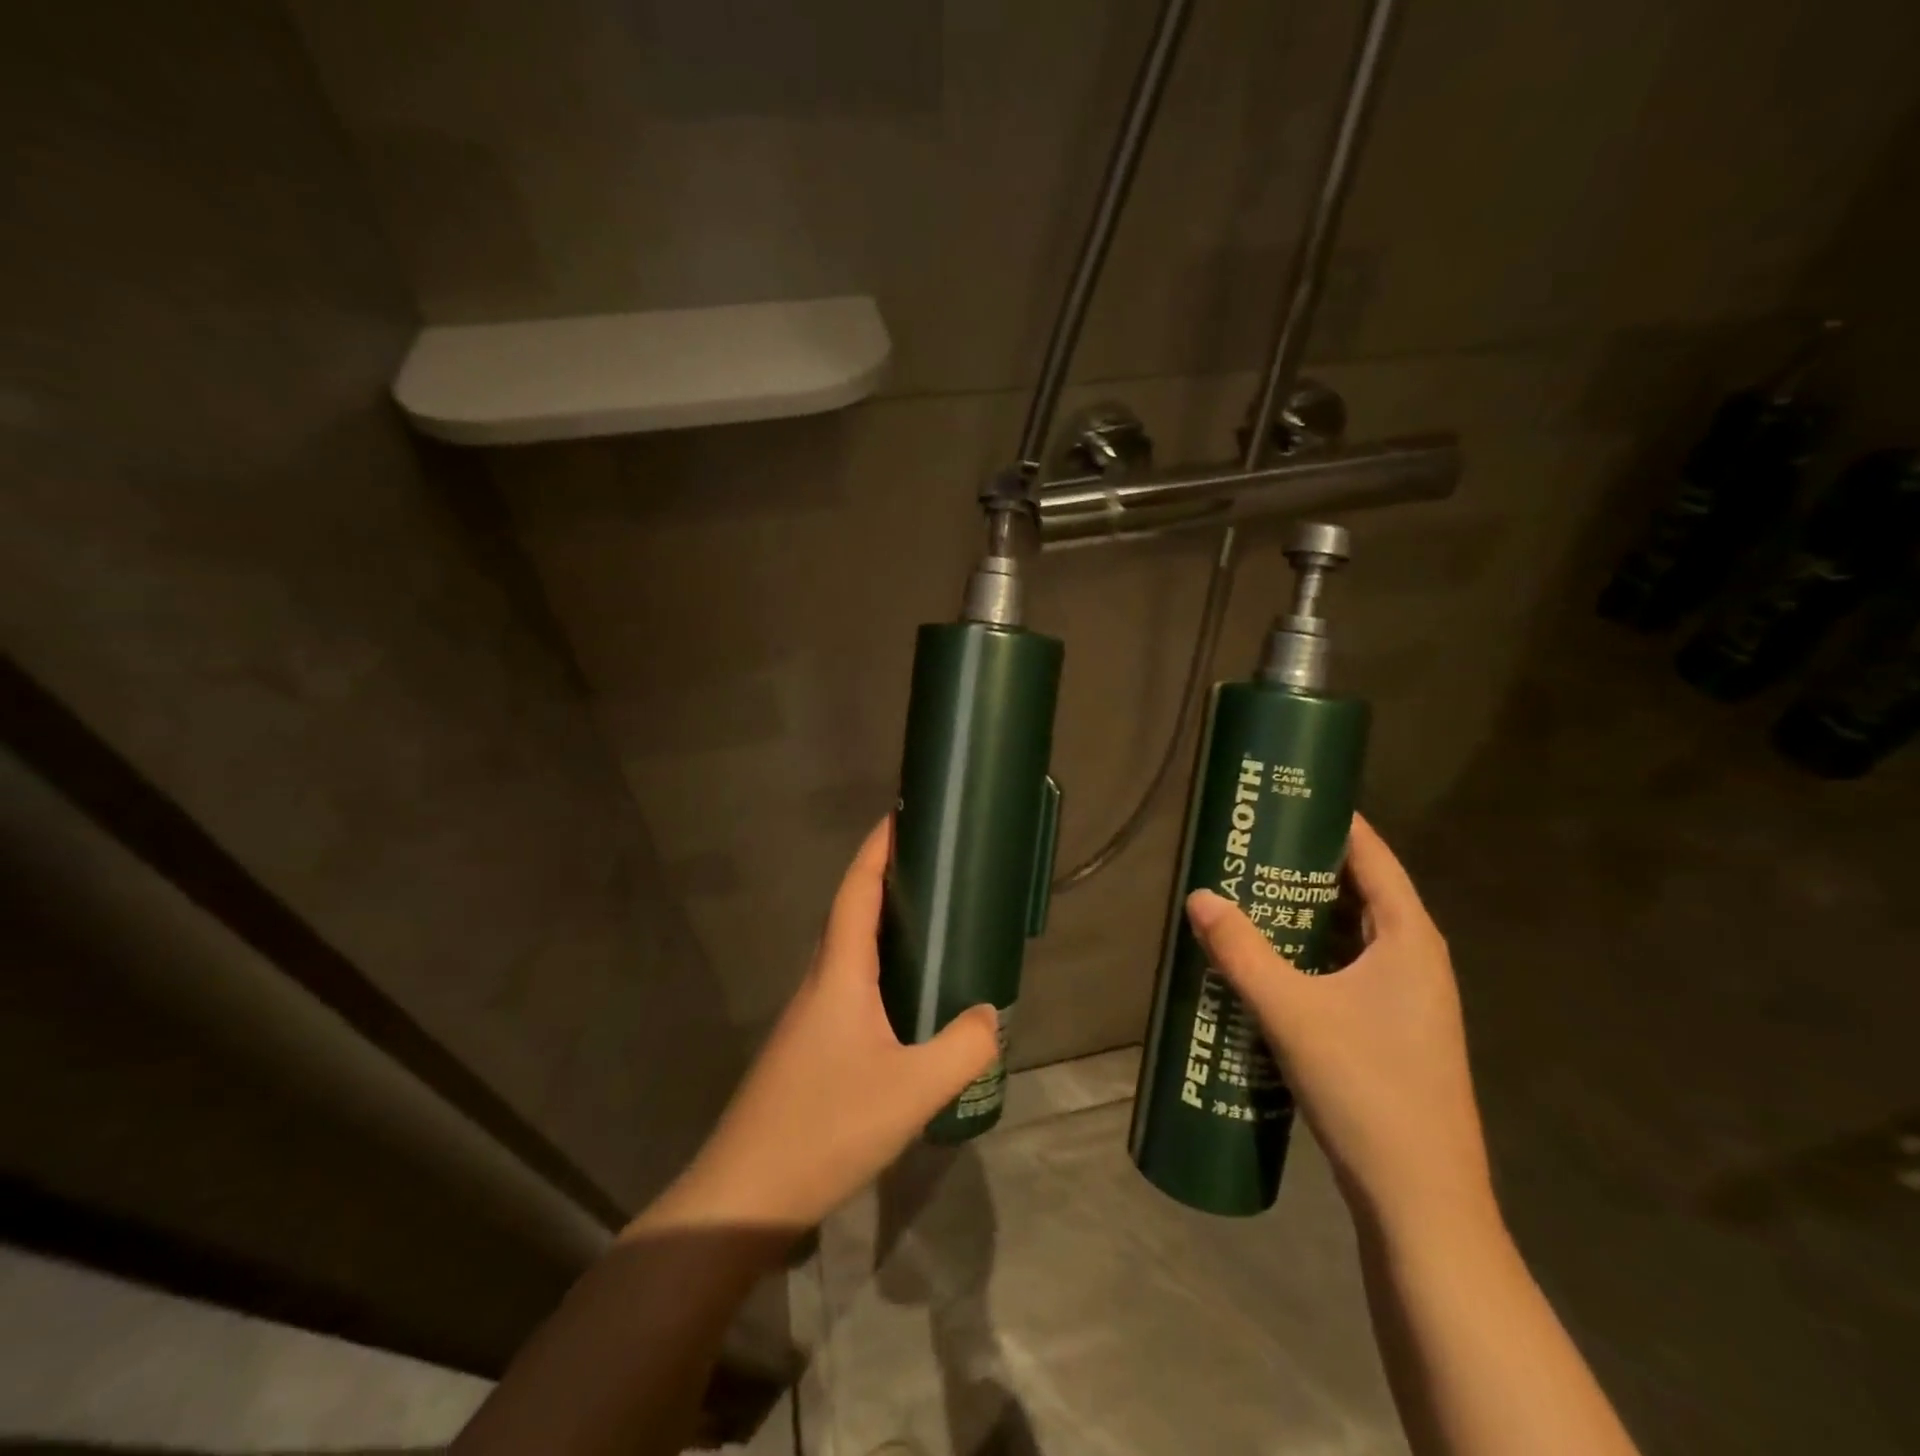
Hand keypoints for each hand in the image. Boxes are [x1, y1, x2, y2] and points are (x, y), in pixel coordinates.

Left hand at [639, 817, 999, 1235]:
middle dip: (886, 878)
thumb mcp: (912, 1090)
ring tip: (929, 922)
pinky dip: (879, 968)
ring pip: (849, 951)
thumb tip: (990, 1014)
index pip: (857, 890)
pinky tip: (906, 998)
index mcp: (839, 972)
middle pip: (851, 912)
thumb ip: (963, 1048)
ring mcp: (810, 1016)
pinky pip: (849, 985)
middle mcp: (820, 981)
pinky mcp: (809, 1046)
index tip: (902, 814)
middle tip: (934, 866)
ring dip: (882, 924)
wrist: (745, 1196)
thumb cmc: (826, 1127)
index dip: (877, 848)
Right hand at [1185, 814, 1493, 1232]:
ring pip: (1350, 933)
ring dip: (1304, 911)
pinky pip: (1346, 967)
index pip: (1372, 856)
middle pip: (1359, 890)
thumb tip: (1197, 896)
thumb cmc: (1367, 1089)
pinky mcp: (1390, 1029)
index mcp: (1409, 939)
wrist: (1420, 1200)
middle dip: (1305, 863)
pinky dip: (1309, 951)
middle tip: (1249, 842)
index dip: (1333, 820)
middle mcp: (1414, 959)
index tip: (1285, 796)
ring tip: (1248, 890)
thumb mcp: (1292, 1013)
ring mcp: (1406, 998)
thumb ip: (1241, 952)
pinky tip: (1267, 958)